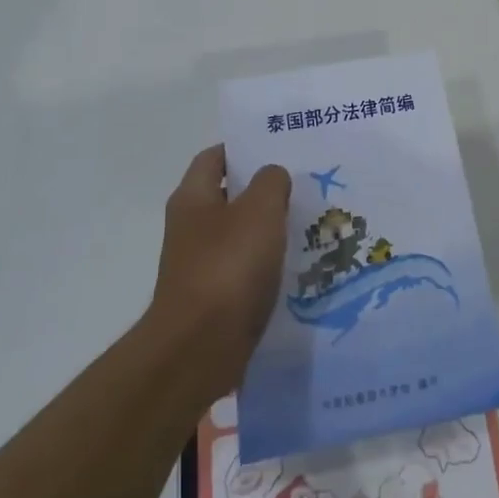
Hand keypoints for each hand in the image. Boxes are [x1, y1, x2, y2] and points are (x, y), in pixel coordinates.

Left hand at [148, 146, 290, 403]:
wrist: (199, 349)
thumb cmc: (228, 267)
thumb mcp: (260, 210)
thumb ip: (271, 182)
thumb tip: (272, 176)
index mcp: (193, 198)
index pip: (215, 157)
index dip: (244, 148)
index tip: (279, 149)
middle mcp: (190, 227)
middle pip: (229, 195)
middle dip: (263, 190)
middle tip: (304, 185)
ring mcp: (200, 264)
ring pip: (240, 234)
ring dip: (268, 229)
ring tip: (308, 224)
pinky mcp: (213, 298)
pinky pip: (244, 270)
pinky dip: (266, 265)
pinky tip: (296, 266)